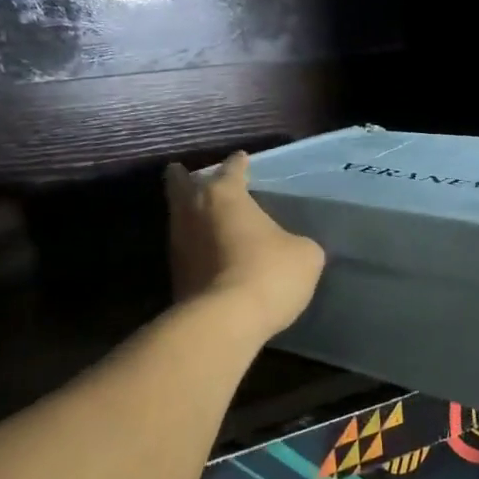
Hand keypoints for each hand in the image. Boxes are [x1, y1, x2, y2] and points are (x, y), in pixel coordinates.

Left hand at [164, 151, 324, 340]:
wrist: (224, 321)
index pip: (231, 170)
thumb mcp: (305, 255)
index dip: (239, 164)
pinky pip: (184, 249)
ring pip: (178, 217)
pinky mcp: (174, 276)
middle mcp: (193, 211)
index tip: (242, 158)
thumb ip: (298, 243)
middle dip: (184, 178)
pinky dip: (193, 245)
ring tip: (199, 213)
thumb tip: (294, 249)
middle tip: (184, 172)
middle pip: (181, 185)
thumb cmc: (268, 273)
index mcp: (225, 195)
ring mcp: (178, 244)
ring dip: (187, 213)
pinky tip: (206, 250)